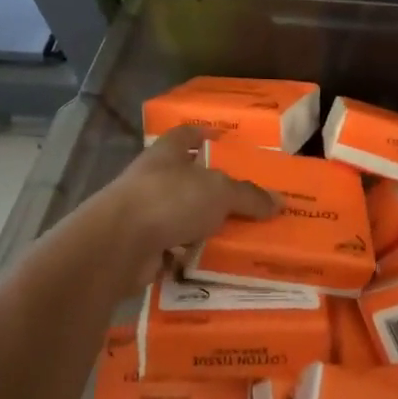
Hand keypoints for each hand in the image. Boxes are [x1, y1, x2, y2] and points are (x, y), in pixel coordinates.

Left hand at [83, 125, 277, 291]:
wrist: (119, 245)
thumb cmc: (169, 200)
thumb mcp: (219, 192)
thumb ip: (248, 196)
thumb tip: (279, 202)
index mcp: (167, 153)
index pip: (187, 134)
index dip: (205, 135)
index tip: (226, 141)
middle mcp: (152, 178)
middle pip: (187, 179)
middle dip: (214, 190)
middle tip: (248, 201)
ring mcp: (143, 213)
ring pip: (181, 216)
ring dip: (203, 227)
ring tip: (238, 237)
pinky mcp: (140, 246)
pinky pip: (174, 249)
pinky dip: (191, 257)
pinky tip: (215, 264)